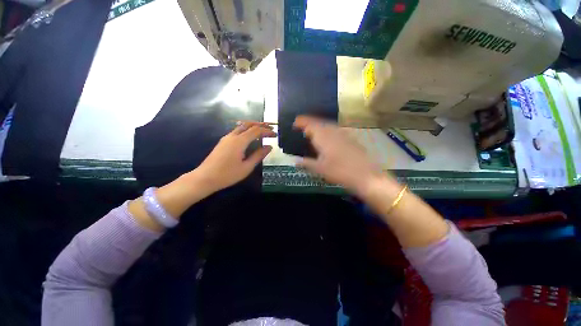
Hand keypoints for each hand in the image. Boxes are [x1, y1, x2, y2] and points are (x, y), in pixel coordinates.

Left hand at [195, 121, 275, 192]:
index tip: (275, 135)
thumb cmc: (227, 174)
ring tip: (262, 131)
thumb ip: (258, 155)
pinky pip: (237, 131)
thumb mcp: (247, 167)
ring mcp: (226, 138)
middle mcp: (232, 136)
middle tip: (270, 129)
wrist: (205, 178)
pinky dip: (246, 131)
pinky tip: (250, 138)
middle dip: (260, 125)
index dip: (267, 131)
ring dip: (253, 126)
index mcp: (239, 141)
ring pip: (241, 126)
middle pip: (248, 124)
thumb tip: (269, 147)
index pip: (256, 131)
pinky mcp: (223, 142)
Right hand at [293, 116, 392, 194]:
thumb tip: (295, 161)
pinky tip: (329, 137)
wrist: (365, 175)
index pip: (310, 125)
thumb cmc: (339, 172)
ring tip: (314, 130)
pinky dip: (329, 130)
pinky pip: (336, 130)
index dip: (302, 122)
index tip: (295, 122)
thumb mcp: (320, 169)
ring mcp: (343, 134)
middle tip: (303, 126)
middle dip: (310, 122)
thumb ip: (306, 163)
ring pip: (329, 125)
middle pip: (320, 122)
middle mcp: (333, 132)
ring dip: (319, 125)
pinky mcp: (351, 139)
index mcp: (324, 137)